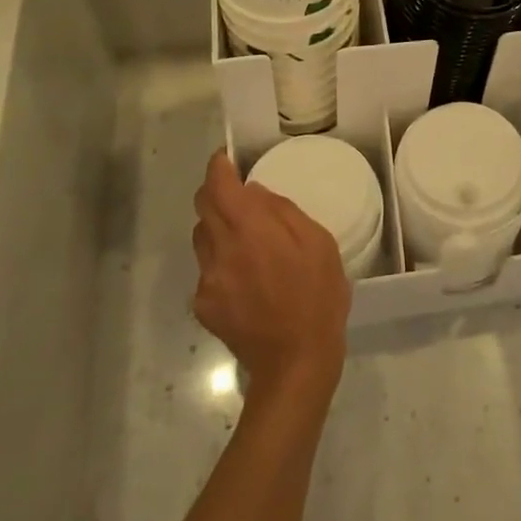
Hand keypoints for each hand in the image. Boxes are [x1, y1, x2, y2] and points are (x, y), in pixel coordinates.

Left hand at [192, 150, 350, 399]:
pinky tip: (246, 279)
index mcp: (249, 229)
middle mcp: (220, 249)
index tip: (227, 158)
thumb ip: (283, 212)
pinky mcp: (203, 305)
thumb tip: (255, 193)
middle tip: (239, 195)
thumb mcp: (318, 243)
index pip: (218, 185)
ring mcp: (207, 279)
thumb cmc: (317, 296)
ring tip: (246, 240)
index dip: (218, 167)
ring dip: (218, 228)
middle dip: (216, 193)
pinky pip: (207, 269)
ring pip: (202, 238)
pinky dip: (221, 262)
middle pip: (202, 207)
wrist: (296, 362)